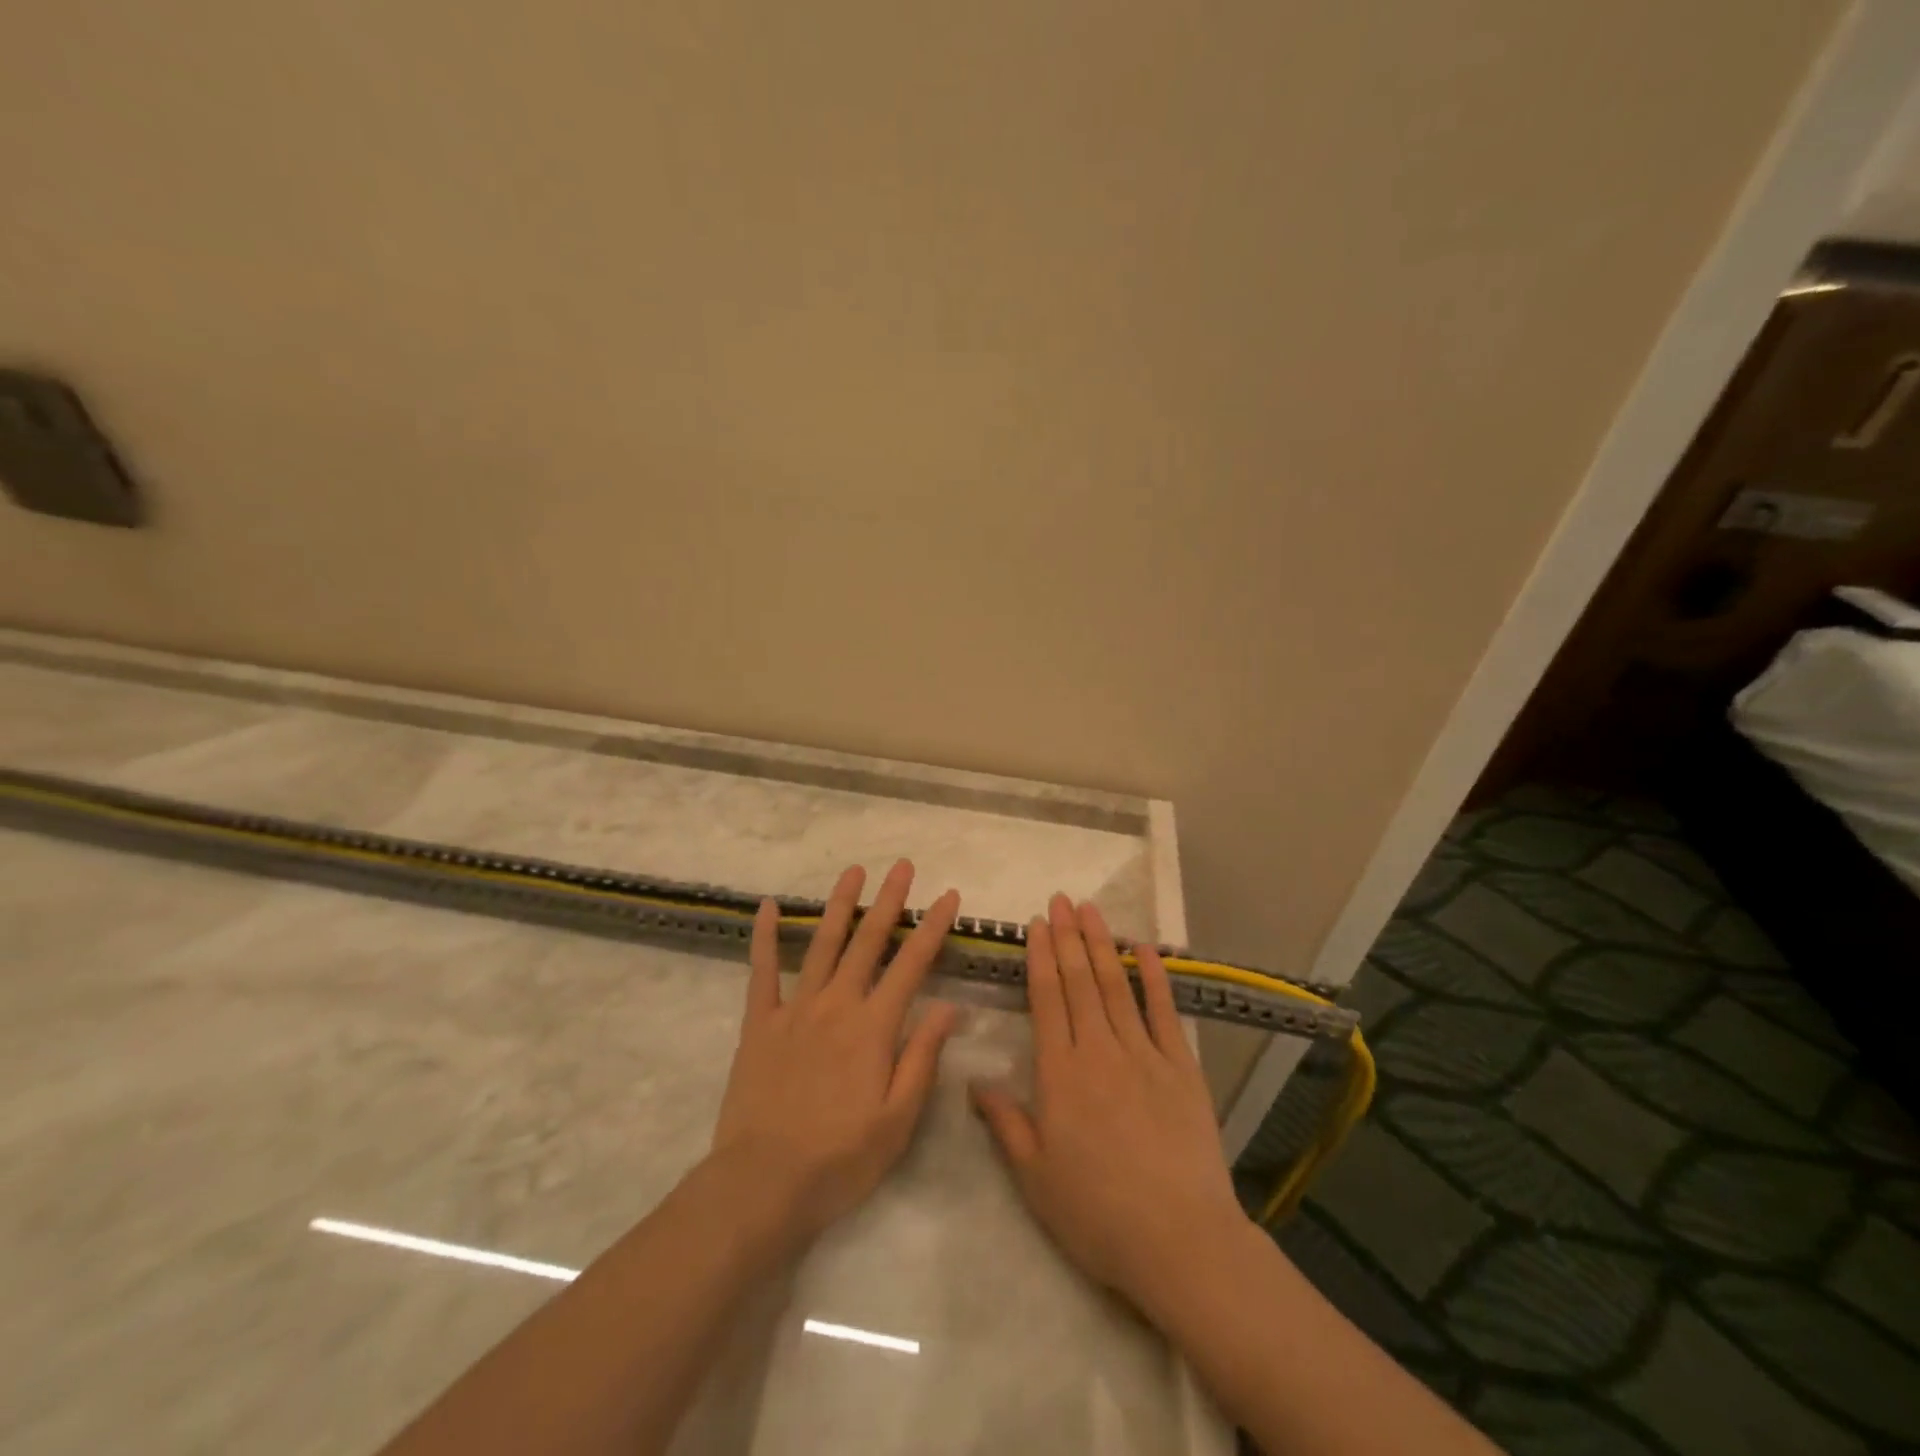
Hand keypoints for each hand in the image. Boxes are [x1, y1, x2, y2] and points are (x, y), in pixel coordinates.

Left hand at [710, 860, 959, 1243]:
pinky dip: (764, 937)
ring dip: (840, 905)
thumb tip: (949, 1007)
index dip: (933, 928)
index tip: (947, 895)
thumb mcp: (898, 1119)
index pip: (912, 965)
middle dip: (889, 901)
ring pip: (822, 945)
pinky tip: (766, 906)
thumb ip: (923, 1057)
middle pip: (868, 942)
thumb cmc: (840, 1158)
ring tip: (853, 871)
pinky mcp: (759, 1023)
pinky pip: (761, 972)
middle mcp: (837, 1005)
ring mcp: (795, 1009)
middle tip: (902, 866)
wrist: (763, 1183)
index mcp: (874, 1027)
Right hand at [970, 895, 1247, 1309]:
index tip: (1036, 924)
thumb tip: (973, 1081)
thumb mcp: (1035, 1177)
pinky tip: (1144, 949)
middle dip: (1067, 937)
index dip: (1040, 957)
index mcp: (1060, 1073)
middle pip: (1079, 982)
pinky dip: (1154, 977)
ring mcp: (1144, 1055)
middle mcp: (1099, 1050)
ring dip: (1101, 944)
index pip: (1046, 999)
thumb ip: (1005, 1123)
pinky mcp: (1181, 1067)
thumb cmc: (1097, 1213)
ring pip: (1116, 986)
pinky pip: (1163, 1012)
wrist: (1179, 1240)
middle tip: (1060, 899)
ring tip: (1090, 910)